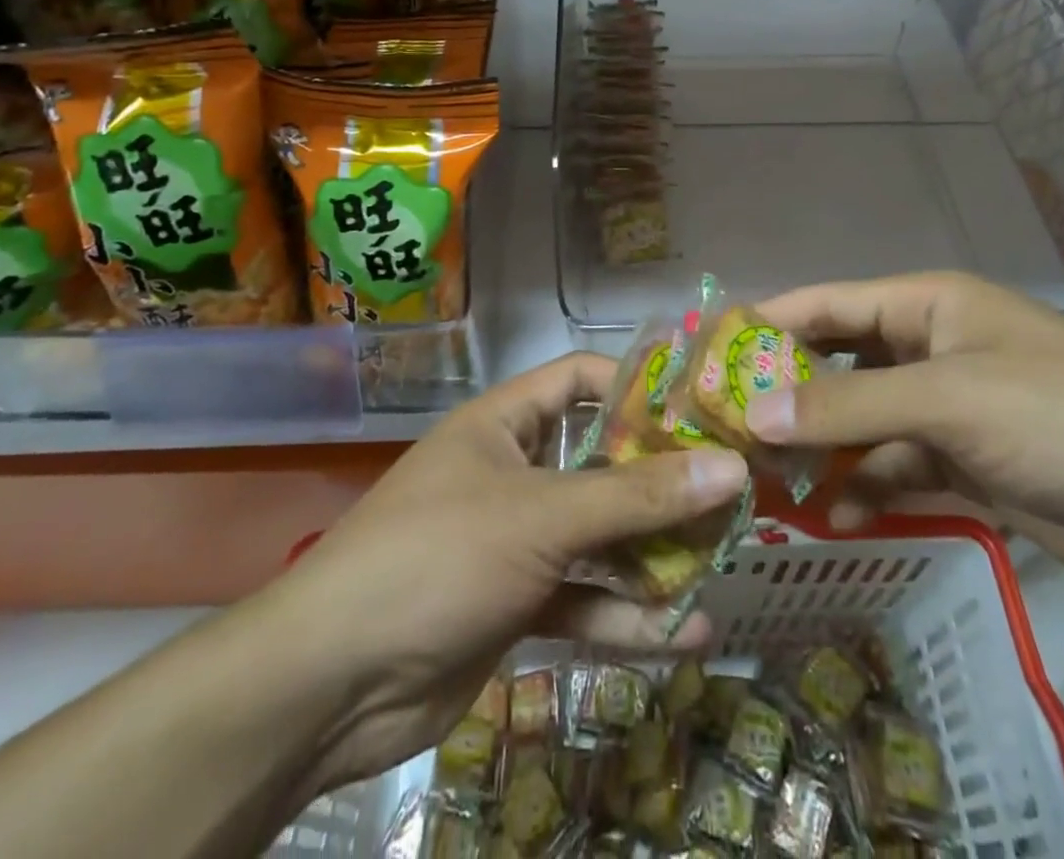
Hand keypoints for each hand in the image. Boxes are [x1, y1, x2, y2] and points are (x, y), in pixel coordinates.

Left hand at [264, 351, 747, 793]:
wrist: (332, 684)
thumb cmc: (439, 557)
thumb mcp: (542, 516)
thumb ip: (636, 496)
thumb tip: (728, 468)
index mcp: (505, 423)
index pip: (579, 379)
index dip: (637, 386)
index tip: (700, 408)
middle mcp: (513, 472)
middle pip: (600, 463)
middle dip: (661, 481)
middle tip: (730, 493)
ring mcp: (515, 541)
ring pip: (598, 537)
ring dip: (653, 553)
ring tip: (721, 561)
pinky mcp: (516, 605)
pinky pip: (582, 599)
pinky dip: (626, 614)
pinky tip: (685, 635)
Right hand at [747, 273, 1063, 612]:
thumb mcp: (954, 402)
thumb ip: (850, 407)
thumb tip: (752, 412)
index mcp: (924, 305)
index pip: (822, 305)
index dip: (762, 329)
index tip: (699, 361)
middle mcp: (927, 348)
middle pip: (834, 364)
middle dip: (781, 396)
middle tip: (719, 434)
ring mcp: (947, 409)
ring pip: (858, 422)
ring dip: (816, 449)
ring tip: (758, 484)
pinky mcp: (967, 465)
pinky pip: (893, 469)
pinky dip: (862, 489)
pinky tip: (831, 518)